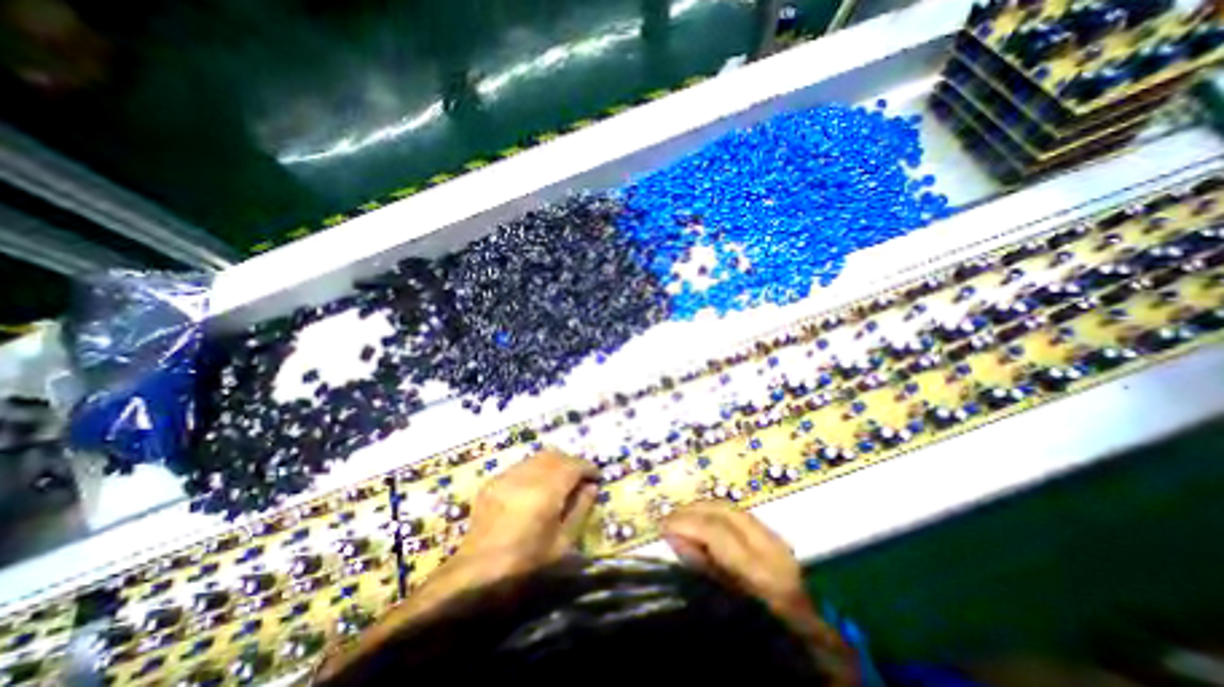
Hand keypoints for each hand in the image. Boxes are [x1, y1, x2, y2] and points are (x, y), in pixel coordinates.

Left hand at [455, 446, 597, 574]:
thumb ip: (581, 510)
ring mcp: (506, 477)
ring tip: (558, 482)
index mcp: (545, 492)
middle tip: (579, 479)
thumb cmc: (527, 566)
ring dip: (553, 464)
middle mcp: (526, 476)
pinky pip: (520, 466)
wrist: (477, 577)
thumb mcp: (563, 543)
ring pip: (537, 457)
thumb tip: (592, 487)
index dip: (588, 467)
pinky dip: (534, 470)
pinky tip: (534, 489)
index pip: (573, 465)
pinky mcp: (492, 482)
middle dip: (571, 462)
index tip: (596, 476)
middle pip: (555, 455)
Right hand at [660, 503, 858, 684]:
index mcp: (760, 571)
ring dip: (704, 511)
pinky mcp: (777, 542)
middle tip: (670, 519)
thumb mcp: (726, 610)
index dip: (685, 522)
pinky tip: (705, 528)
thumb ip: (701, 570)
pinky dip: (717, 518)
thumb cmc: (765, 637)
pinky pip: (740, 519)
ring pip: (733, 509)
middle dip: (693, 509)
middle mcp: (771, 548)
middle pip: (725, 509)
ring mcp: (777, 542)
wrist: (813, 655)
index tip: (661, 526)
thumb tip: (675, 536)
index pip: (715, 529)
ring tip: (683, 521)